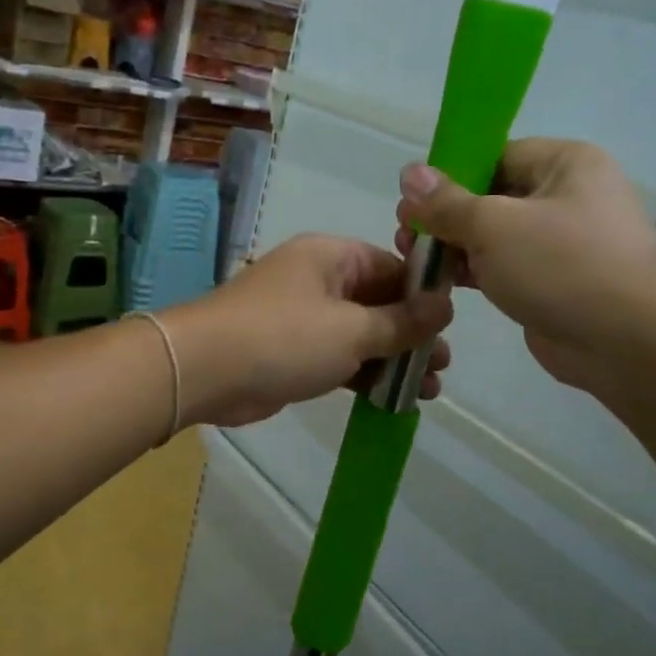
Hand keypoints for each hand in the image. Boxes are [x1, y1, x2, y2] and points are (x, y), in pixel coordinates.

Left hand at [163, 234, 452, 427]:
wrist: (205, 371)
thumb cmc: (284, 338)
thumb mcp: (353, 329)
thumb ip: (402, 322)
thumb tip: (445, 306)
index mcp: (332, 257)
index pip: (392, 267)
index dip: (423, 296)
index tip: (451, 327)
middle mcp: (318, 280)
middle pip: (378, 302)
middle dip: (412, 335)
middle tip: (443, 367)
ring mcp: (303, 318)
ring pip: (360, 334)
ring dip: (392, 360)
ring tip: (429, 391)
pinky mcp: (292, 352)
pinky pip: (339, 357)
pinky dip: (364, 374)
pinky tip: (393, 398)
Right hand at [394, 138, 655, 395]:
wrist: (627, 342)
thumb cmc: (562, 266)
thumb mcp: (494, 226)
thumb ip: (447, 203)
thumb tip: (409, 174)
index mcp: (565, 163)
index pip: (495, 156)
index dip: (450, 175)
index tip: (412, 200)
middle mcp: (567, 195)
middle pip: (491, 196)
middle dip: (445, 216)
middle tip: (406, 235)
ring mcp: (562, 242)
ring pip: (495, 235)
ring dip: (454, 246)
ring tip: (414, 260)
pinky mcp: (553, 281)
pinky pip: (505, 266)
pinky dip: (474, 271)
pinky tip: (440, 282)